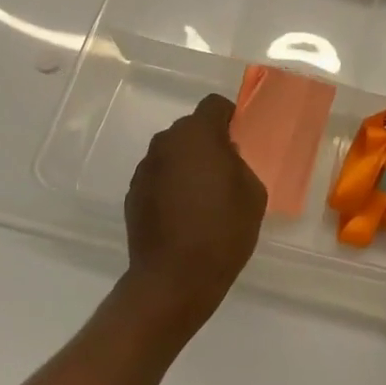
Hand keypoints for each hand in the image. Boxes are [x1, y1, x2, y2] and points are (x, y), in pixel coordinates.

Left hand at [122, 94, 266, 335]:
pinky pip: (159, 177)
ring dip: (187, 164)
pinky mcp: (133, 193)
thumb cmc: (223, 231)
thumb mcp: (252, 192)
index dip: (230, 117)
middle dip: (208, 142)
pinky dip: (171, 185)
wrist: (174, 279)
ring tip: (203, 197)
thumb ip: (239, 163)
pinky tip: (183, 214)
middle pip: (191, 129)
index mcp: (198, 135)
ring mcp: (145, 169)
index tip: (240, 139)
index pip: (214, 105)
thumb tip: (224, 158)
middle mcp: (166, 143)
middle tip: (225, 171)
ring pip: (173, 153)